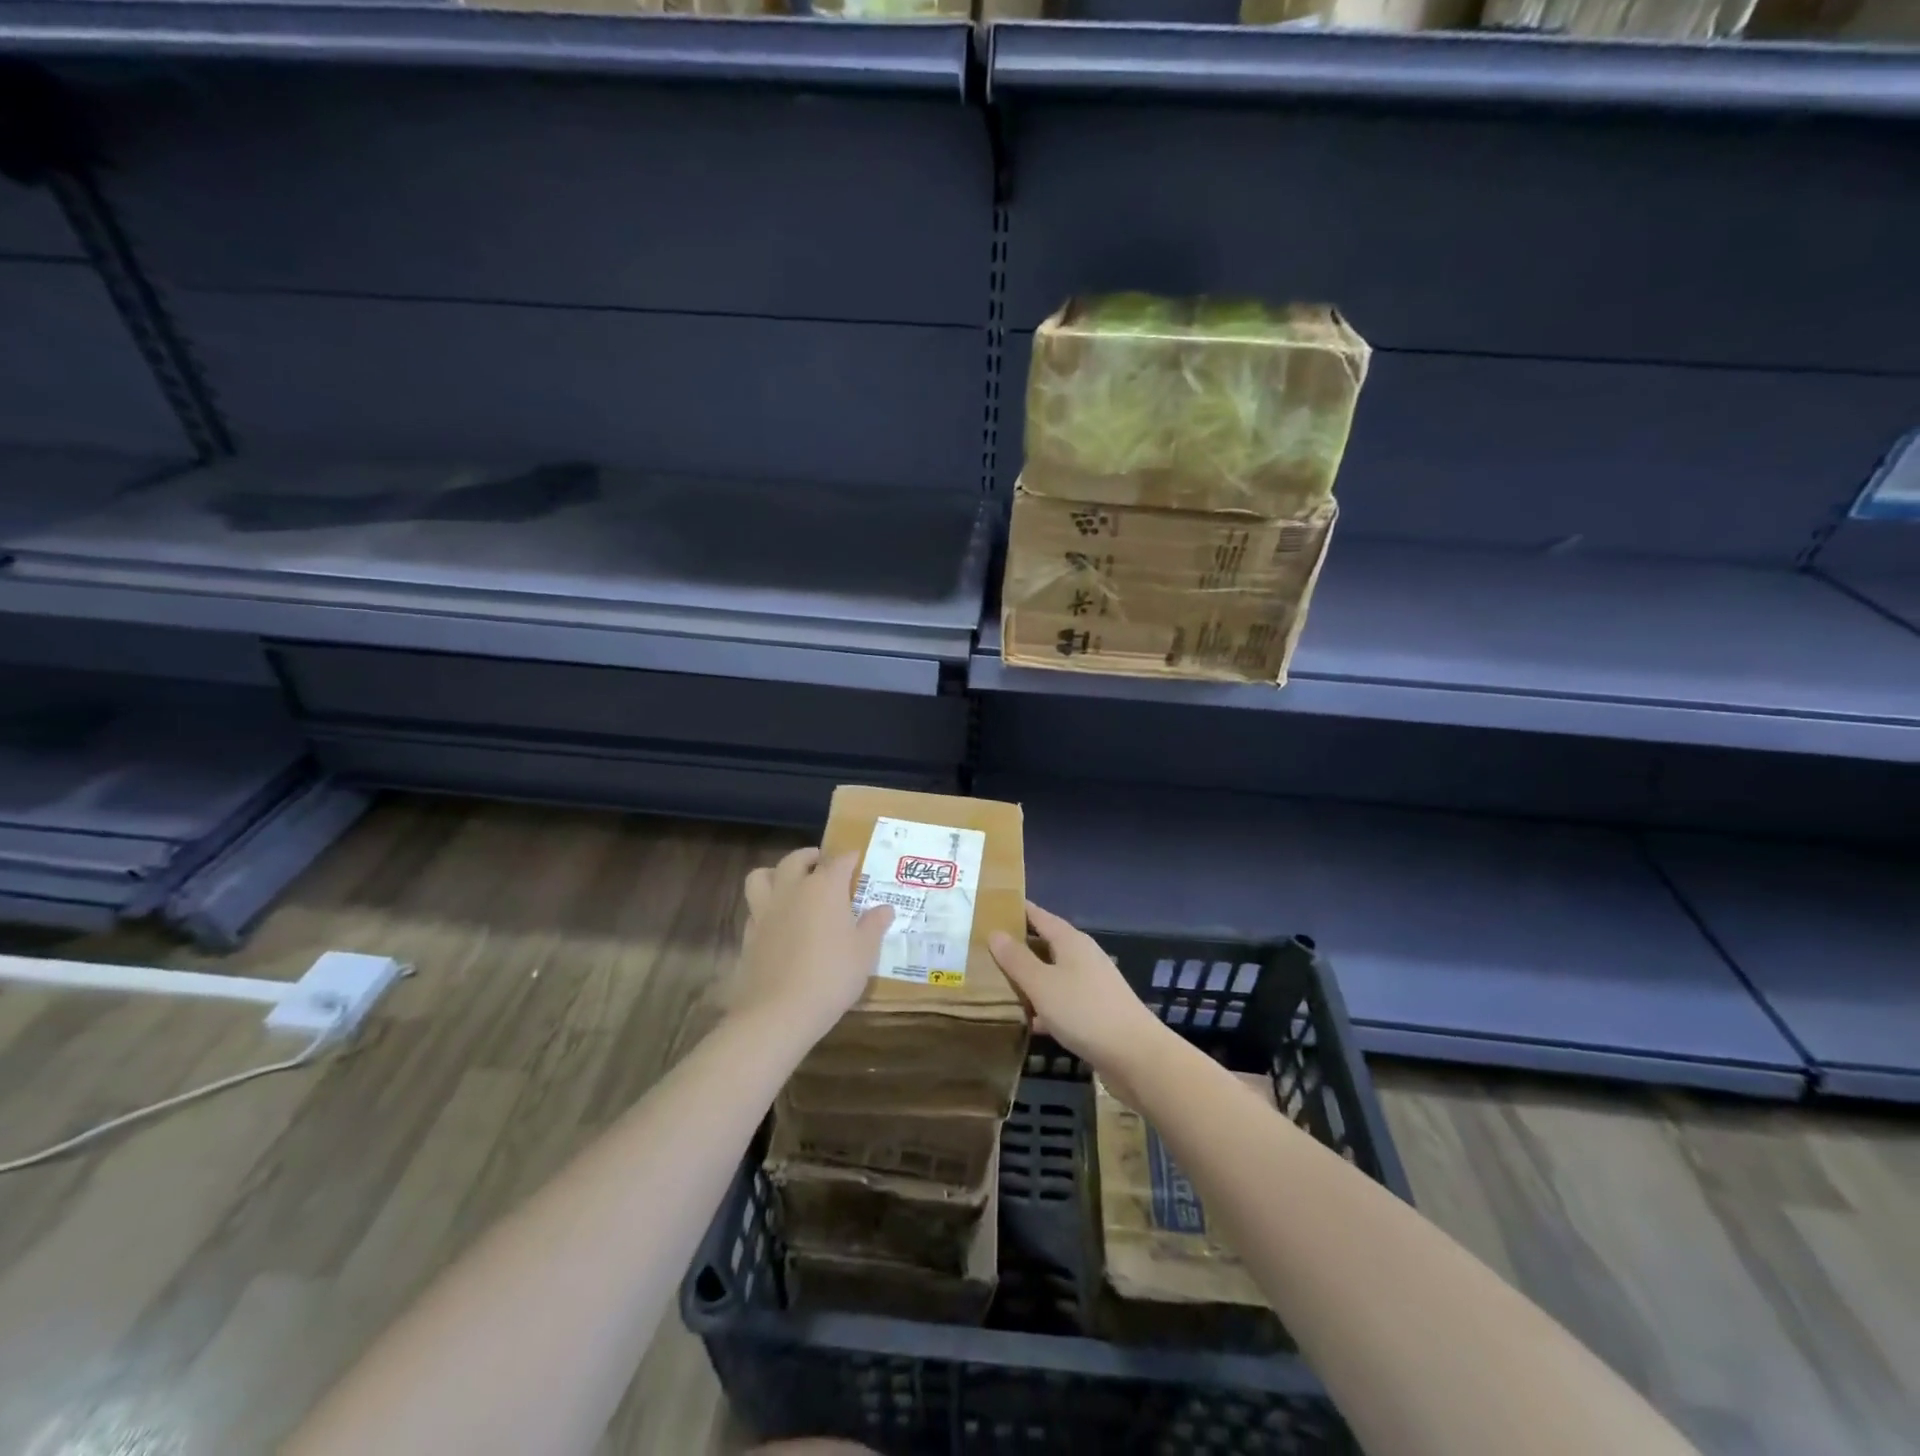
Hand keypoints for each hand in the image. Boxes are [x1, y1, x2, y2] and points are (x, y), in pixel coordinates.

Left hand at [735, 847, 892, 1046]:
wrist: (779, 1012)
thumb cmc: (831, 976)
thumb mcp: (864, 952)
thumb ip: (874, 925)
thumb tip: (885, 908)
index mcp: (824, 888)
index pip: (839, 861)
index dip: (850, 858)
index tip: (858, 859)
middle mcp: (792, 890)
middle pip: (796, 860)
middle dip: (810, 857)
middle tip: (822, 863)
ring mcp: (765, 911)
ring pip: (762, 876)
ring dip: (776, 873)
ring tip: (789, 883)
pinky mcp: (749, 934)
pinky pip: (754, 907)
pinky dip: (765, 905)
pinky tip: (777, 921)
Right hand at [989, 901, 1168, 1086]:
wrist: (1136, 1056)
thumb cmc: (1084, 1011)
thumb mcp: (1042, 984)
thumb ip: (1017, 959)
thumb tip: (995, 932)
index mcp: (1071, 941)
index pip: (1039, 916)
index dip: (1016, 911)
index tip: (990, 908)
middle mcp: (1083, 957)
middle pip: (1046, 944)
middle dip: (1018, 946)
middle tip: (983, 949)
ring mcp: (1091, 985)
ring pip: (1052, 974)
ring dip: (1029, 978)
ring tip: (996, 984)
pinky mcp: (1095, 1012)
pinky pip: (1061, 1001)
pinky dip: (1043, 1006)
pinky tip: (1026, 1021)